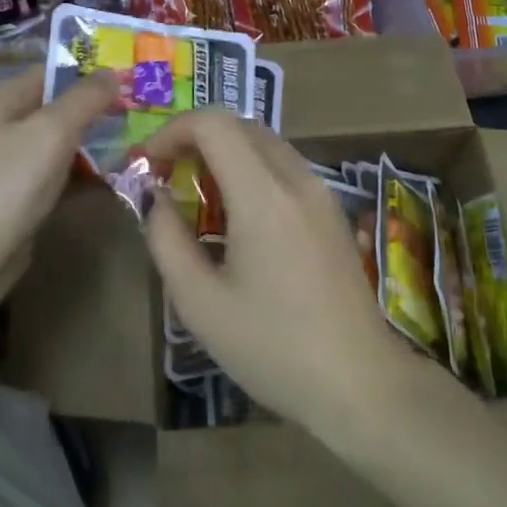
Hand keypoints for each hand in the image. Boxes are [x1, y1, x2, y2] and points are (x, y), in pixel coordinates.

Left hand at [0, 66, 120, 312]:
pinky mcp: (18, 198)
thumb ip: (85, 99)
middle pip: (60, 109)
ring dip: (96, 147)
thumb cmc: (6, 184)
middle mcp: (2, 125)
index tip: (136, 81)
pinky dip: (83, 177)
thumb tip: (113, 72)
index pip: (54, 73)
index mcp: (1, 98)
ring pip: (62, 146)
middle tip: (146, 116)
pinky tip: (116, 181)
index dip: (93, 75)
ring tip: (141, 147)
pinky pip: (58, 177)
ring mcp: (9, 164)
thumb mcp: (51, 131)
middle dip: (100, 113)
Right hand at [140, 110, 430, 436]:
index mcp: (263, 195)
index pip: (214, 124)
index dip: (172, 130)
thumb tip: (155, 198)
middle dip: (196, 138)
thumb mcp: (199, 302)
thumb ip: (166, 239)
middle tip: (166, 176)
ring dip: (225, 152)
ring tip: (196, 195)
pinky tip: (237, 214)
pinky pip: (285, 167)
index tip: (147, 164)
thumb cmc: (272, 347)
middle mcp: (297, 179)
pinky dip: (251, 169)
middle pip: (241, 125)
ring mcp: (321, 192)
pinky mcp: (332, 211)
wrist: (358, 382)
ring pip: (266, 143)